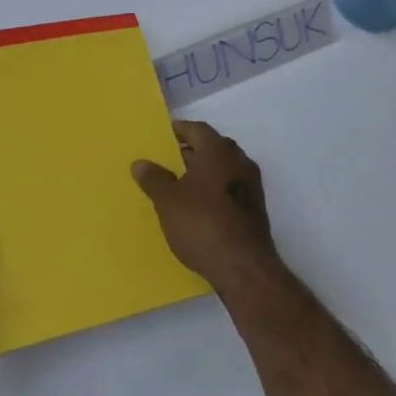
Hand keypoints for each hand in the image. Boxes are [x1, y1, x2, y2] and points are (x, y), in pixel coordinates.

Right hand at [132, 122, 278, 296]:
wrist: (243, 265)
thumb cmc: (201, 224)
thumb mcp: (168, 201)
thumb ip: (154, 179)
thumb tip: (141, 163)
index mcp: (218, 150)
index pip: (197, 129)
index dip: (179, 131)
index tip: (163, 137)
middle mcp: (239, 160)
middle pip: (212, 147)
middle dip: (190, 152)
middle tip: (167, 161)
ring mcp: (251, 184)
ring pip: (222, 168)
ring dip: (203, 172)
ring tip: (179, 185)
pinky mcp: (255, 207)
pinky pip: (230, 187)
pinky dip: (214, 190)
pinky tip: (198, 206)